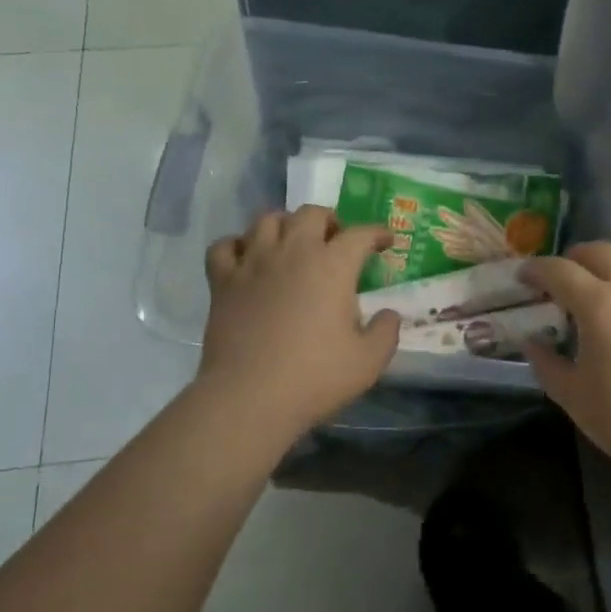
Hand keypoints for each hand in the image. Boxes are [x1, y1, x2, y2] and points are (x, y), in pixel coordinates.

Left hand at [197, 206, 401, 441]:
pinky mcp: (222, 281)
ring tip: (292, 243)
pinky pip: (224, 246)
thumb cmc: (314, 378)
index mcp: (332, 266)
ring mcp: (253, 263)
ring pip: (267, 220)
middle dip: (329, 220)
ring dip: (284, 225)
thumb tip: (388, 314)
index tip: (386, 241)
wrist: (249, 398)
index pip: (360, 234)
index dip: (377, 234)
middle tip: (335, 240)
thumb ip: (386, 332)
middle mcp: (293, 251)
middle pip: (311, 213)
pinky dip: (237, 246)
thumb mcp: (368, 362)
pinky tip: (246, 259)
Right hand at [523, 243, 610, 484]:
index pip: (559, 271)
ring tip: (606, 278)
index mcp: (598, 306)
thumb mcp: (571, 395)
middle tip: (562, 277)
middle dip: (574, 257)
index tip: (524, 277)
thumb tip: (532, 342)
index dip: (536, 269)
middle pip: (600, 252)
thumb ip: (546, 363)